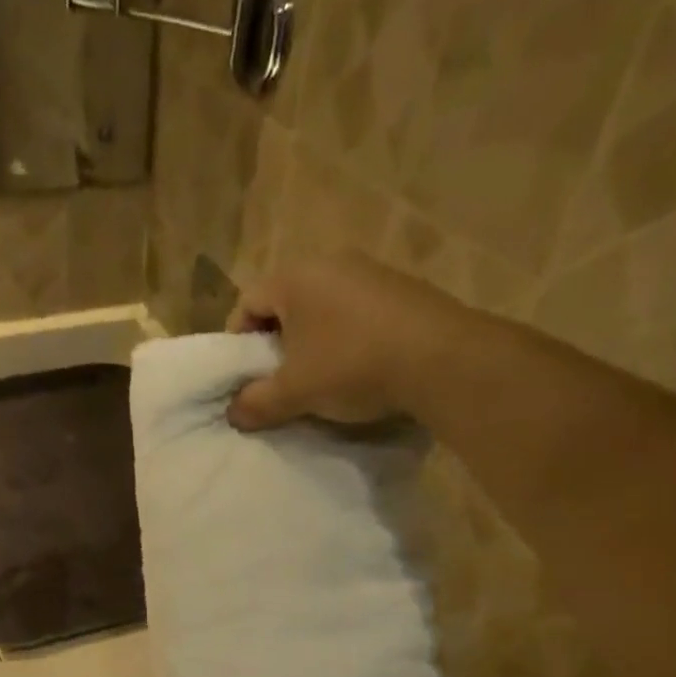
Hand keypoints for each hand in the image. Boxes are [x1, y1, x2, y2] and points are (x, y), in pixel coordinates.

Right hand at [225, 256, 482, 430]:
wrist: (442, 360)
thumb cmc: (352, 366)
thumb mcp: (295, 392)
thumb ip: (256, 403)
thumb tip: (233, 413)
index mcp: (296, 277)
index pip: (248, 302)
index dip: (239, 342)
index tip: (245, 376)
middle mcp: (332, 263)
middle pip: (287, 304)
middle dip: (277, 343)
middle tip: (279, 380)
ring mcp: (372, 272)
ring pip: (324, 308)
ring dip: (314, 342)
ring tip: (319, 380)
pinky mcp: (403, 290)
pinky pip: (358, 313)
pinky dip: (347, 339)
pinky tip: (358, 369)